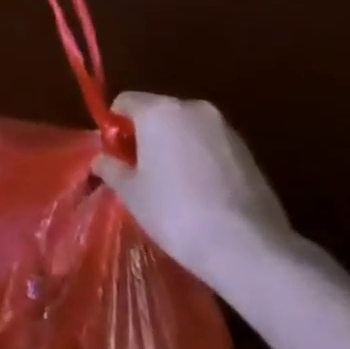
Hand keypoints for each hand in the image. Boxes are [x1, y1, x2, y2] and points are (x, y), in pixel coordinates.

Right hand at [92, 93, 294, 283]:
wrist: (248, 247)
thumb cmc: (176, 212)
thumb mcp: (132, 193)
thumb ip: (112, 169)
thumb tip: (101, 160)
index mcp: (159, 110)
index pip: (125, 101)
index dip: (115, 126)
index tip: (117, 157)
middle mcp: (192, 108)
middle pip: (158, 112)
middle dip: (147, 135)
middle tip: (142, 173)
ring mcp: (225, 127)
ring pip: (187, 128)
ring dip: (176, 146)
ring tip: (176, 187)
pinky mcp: (248, 150)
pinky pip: (212, 145)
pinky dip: (202, 159)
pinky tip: (203, 194)